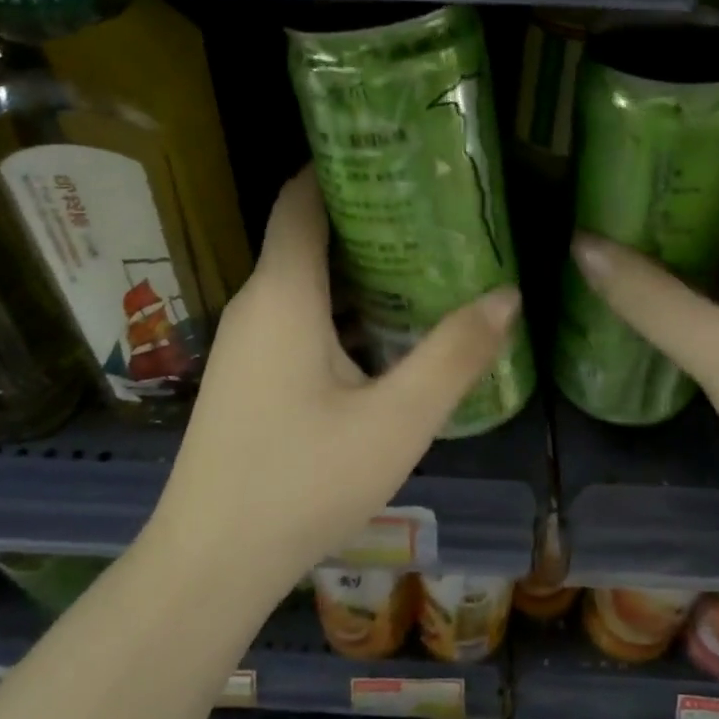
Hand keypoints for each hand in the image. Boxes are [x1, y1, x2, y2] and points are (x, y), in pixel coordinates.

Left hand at [156, 166, 521, 584]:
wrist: (211, 562)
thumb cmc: (302, 482)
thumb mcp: (396, 421)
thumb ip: (454, 356)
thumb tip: (507, 296)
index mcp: (283, 293)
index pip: (300, 196)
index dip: (340, 165)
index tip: (398, 157)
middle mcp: (255, 304)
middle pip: (307, 235)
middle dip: (368, 218)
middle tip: (437, 214)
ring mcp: (245, 342)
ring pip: (303, 281)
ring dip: (357, 269)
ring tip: (425, 266)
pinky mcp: (246, 376)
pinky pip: (295, 318)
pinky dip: (340, 308)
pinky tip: (384, 334)